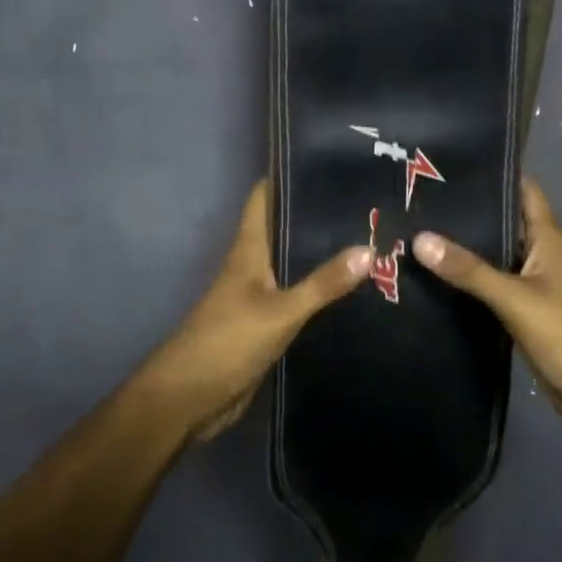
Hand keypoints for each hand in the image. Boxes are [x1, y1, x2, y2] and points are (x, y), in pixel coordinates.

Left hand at [140, 181, 370, 442]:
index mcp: (249, 247)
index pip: (265, 196)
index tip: (330, 163)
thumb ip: (323, 284)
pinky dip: (320, 288)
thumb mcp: (280, 311)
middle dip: (318, 215)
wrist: (191, 397)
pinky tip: (352, 288)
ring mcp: (259, 293)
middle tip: (367, 203)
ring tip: (370, 237)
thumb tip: (369, 248)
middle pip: (285, 227)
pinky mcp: (267, 321)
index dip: (290, 175)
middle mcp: (254, 262)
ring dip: (322, 252)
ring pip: (294, 261)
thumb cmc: (228, 341)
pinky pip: (298, 295)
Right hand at [412, 179, 561, 444]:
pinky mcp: (523, 315)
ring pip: (493, 256)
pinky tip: (433, 277)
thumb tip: (419, 238)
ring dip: (463, 247)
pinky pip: (490, 288)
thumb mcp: (517, 299)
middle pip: (502, 222)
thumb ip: (470, 270)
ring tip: (413, 228)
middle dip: (467, 209)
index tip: (452, 160)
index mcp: (548, 240)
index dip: (495, 171)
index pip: (523, 190)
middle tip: (417, 195)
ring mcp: (532, 287)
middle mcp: (539, 256)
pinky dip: (466, 281)